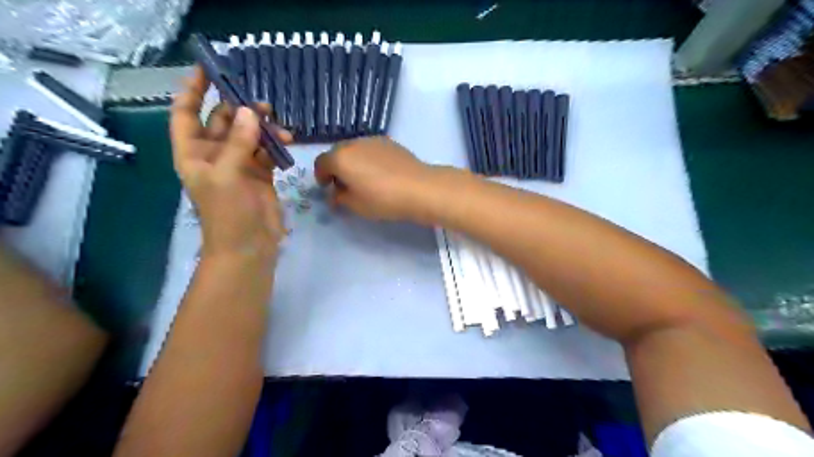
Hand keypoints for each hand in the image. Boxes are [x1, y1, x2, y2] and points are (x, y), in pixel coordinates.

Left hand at [170, 66, 293, 261]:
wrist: (249, 246)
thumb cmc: (228, 213)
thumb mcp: (227, 175)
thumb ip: (239, 142)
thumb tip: (251, 111)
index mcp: (193, 153)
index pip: (186, 114)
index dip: (193, 91)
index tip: (207, 70)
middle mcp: (215, 155)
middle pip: (223, 121)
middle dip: (239, 108)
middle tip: (260, 102)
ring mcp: (240, 165)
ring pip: (249, 135)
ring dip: (262, 127)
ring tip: (278, 125)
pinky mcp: (261, 175)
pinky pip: (267, 151)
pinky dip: (276, 144)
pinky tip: (287, 142)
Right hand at [315, 136, 447, 224]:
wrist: (419, 188)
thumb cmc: (383, 199)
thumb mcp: (355, 205)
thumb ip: (339, 198)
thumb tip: (335, 193)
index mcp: (340, 158)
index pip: (321, 163)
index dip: (321, 176)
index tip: (327, 188)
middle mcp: (353, 143)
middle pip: (337, 153)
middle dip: (336, 167)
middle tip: (344, 185)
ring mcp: (372, 140)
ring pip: (355, 149)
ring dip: (353, 162)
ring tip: (363, 179)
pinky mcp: (389, 142)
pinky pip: (370, 149)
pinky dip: (368, 158)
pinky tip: (380, 173)